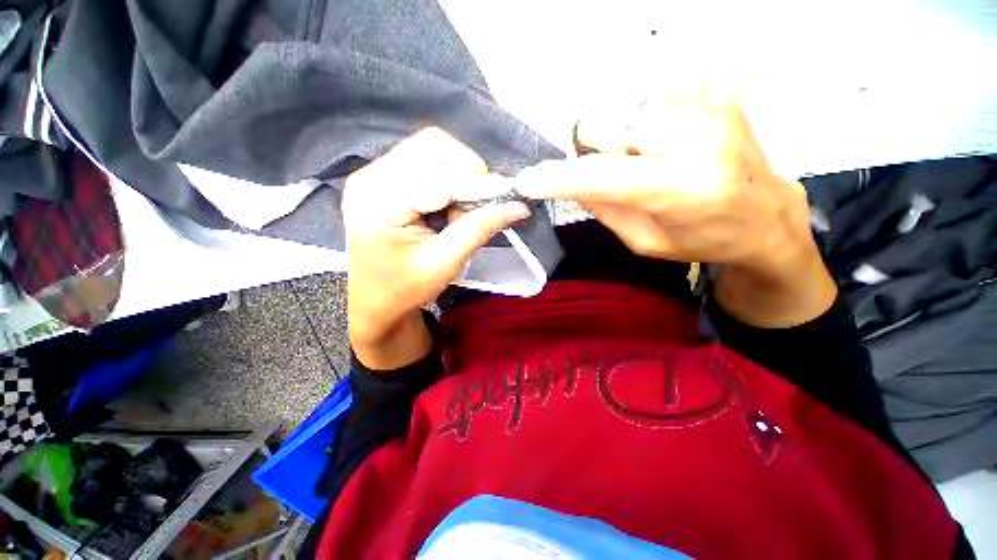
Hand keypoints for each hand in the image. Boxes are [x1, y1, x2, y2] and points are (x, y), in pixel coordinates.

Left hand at [345, 128, 529, 367]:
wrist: (375, 302)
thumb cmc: (404, 290)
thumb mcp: (445, 262)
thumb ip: (480, 229)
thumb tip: (518, 207)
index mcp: (379, 201)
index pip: (439, 177)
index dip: (479, 184)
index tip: (511, 193)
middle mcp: (371, 177)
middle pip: (432, 147)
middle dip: (467, 174)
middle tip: (479, 207)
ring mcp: (374, 174)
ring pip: (432, 151)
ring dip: (458, 178)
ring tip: (459, 213)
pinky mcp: (383, 179)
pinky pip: (425, 163)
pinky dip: (448, 182)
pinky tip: (447, 210)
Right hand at [516, 88, 835, 325]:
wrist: (767, 215)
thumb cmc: (703, 239)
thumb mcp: (644, 241)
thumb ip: (605, 210)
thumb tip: (570, 183)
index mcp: (680, 190)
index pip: (601, 176)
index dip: (559, 178)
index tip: (529, 181)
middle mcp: (696, 139)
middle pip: (606, 128)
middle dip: (598, 153)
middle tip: (620, 173)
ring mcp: (711, 107)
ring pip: (626, 112)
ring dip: (624, 139)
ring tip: (654, 160)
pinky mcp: (720, 90)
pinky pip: (656, 96)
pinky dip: (651, 120)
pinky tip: (674, 141)